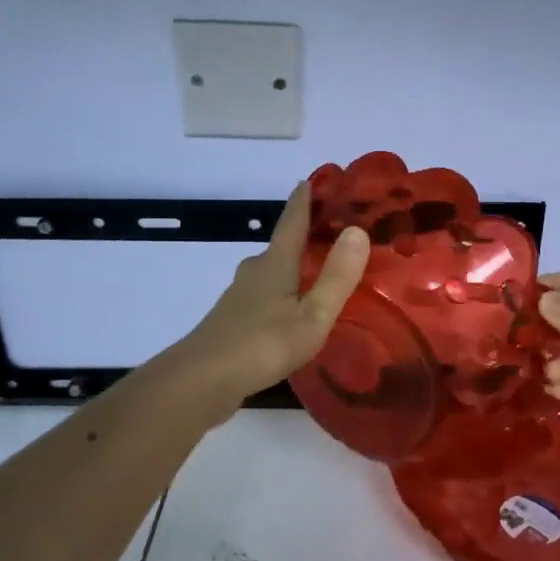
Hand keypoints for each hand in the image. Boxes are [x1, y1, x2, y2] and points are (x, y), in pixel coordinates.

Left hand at [166, 182, 369, 414]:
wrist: (202, 381)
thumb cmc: (263, 344)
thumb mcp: (312, 315)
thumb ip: (336, 277)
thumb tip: (357, 230)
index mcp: (275, 265)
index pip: (291, 223)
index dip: (303, 202)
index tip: (310, 179)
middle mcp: (254, 273)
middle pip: (280, 247)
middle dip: (302, 237)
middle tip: (330, 234)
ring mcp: (239, 298)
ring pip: (270, 274)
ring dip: (291, 268)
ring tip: (315, 273)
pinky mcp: (232, 322)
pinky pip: (263, 297)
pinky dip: (281, 294)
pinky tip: (290, 312)